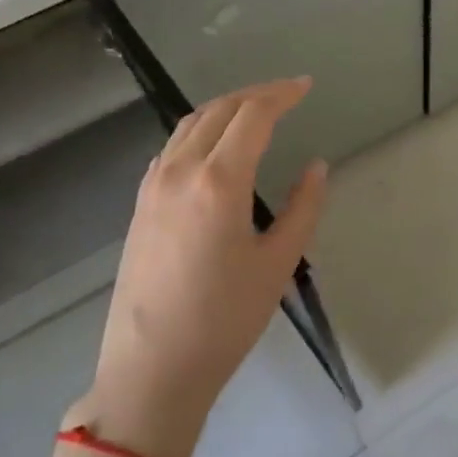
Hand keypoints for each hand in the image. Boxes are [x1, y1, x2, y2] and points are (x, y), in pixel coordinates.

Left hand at [68, 78, 326, 456]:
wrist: (151, 370)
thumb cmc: (224, 320)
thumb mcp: (277, 264)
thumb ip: (303, 207)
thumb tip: (316, 167)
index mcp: (219, 181)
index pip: (253, 115)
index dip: (282, 94)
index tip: (306, 85)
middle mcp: (181, 170)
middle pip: (220, 109)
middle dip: (256, 93)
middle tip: (287, 93)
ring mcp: (154, 186)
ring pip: (190, 123)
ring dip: (226, 107)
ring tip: (256, 110)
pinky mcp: (140, 204)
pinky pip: (172, 147)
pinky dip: (200, 130)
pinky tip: (215, 146)